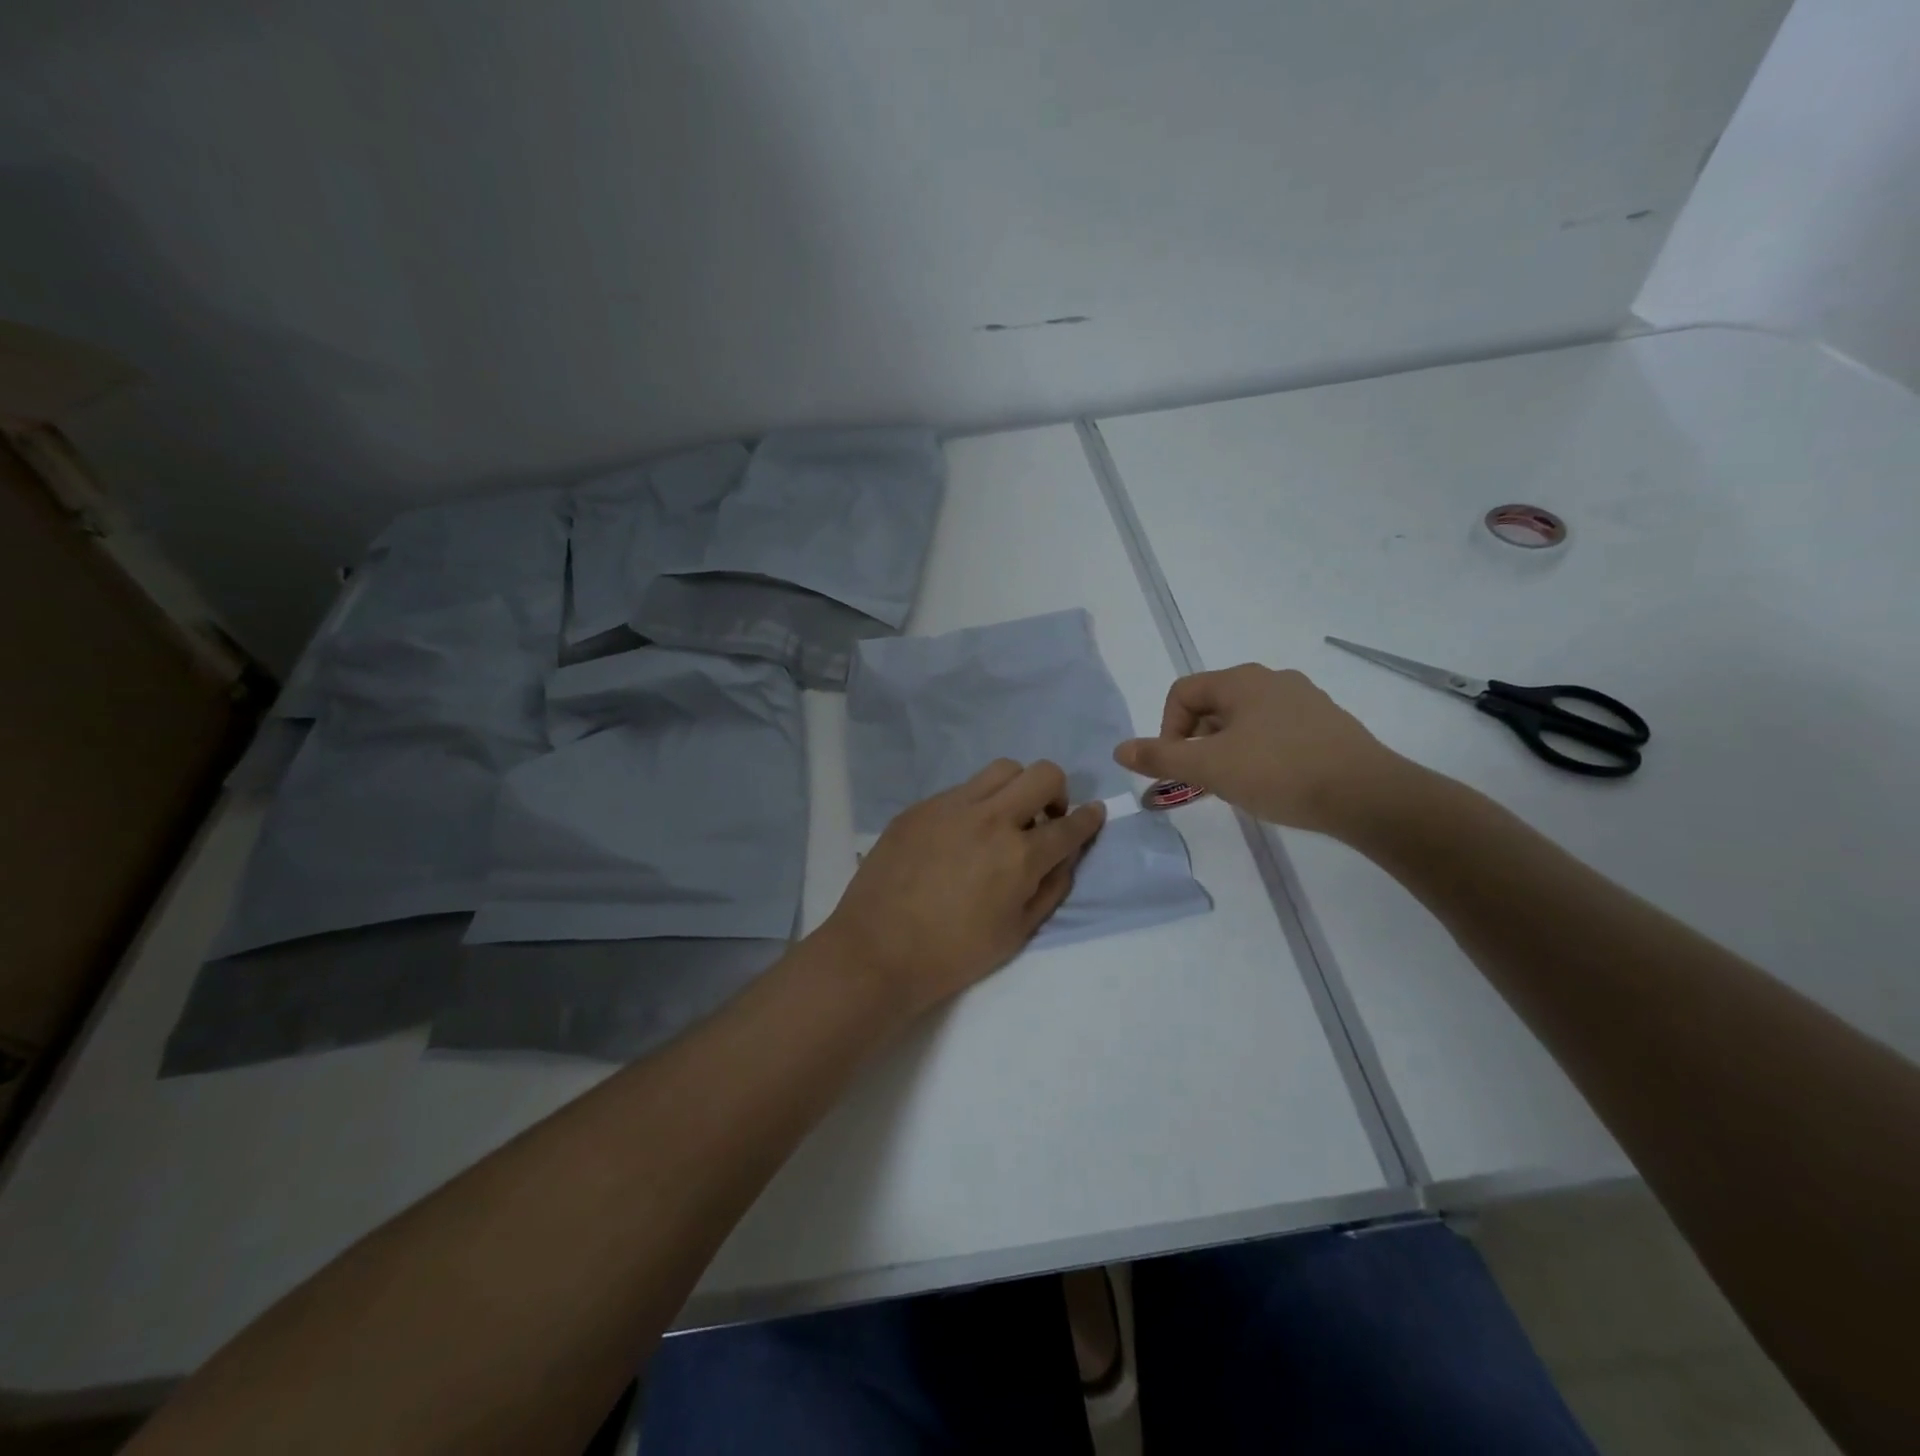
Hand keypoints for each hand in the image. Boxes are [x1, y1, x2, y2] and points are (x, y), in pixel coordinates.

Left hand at [817, 760, 1106, 1018]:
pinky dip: (976, 803)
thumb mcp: (1016, 933)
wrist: (877, 950)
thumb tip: (1065, 857)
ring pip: (1001, 769)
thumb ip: (1049, 888)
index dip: (1090, 818)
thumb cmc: (952, 954)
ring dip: (1016, 787)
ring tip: (1005, 817)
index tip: (1094, 813)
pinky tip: (960, 834)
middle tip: (1045, 817)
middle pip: (1042, 774)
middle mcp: (990, 818)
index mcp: (1019, 855)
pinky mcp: (921, 806)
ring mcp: (951, 806)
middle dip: (1057, 791)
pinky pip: (961, 789)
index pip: (1070, 825)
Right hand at [1114, 665, 1413, 836]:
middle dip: (1198, 742)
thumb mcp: (1209, 768)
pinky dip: (1261, 752)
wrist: (1367, 795)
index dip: (1168, 728)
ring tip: (1238, 784)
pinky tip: (1273, 782)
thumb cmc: (1279, 773)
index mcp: (1241, 680)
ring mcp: (1305, 700)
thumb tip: (1119, 749)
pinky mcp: (1328, 724)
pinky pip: (1277, 731)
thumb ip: (1160, 757)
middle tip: (1205, 779)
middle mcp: (1273, 679)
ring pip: (1245, 720)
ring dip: (1228, 749)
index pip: (1183, 692)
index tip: (1179, 766)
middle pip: (1213, 705)